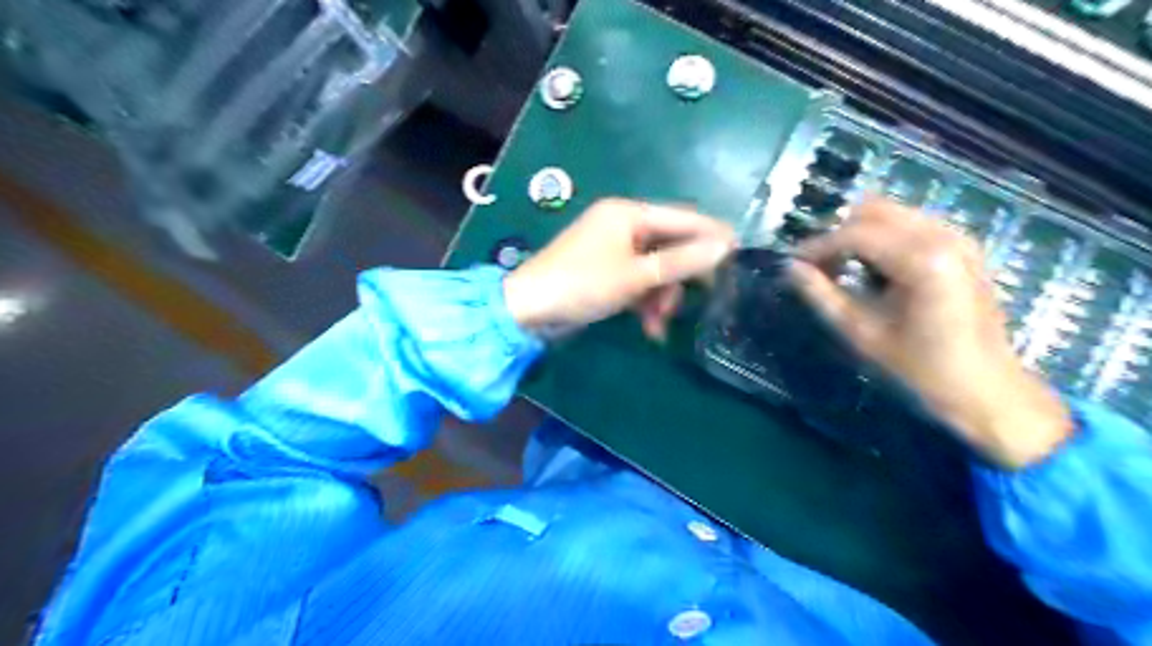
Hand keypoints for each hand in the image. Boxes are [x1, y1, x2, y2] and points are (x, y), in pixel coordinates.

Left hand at [504, 198, 736, 339]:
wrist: (528, 311)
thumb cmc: (582, 284)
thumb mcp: (636, 276)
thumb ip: (682, 262)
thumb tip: (725, 247)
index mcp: (628, 213)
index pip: (682, 217)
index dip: (712, 234)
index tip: (740, 254)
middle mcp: (622, 225)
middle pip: (670, 245)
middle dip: (680, 277)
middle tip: (701, 299)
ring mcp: (613, 249)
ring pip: (655, 269)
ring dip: (662, 297)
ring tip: (660, 323)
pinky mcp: (606, 272)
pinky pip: (638, 281)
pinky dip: (645, 302)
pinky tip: (650, 328)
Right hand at [794, 200, 1071, 465]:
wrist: (985, 388)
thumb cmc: (920, 367)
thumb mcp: (862, 333)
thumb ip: (821, 295)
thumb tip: (790, 268)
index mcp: (923, 260)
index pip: (855, 234)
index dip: (818, 246)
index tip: (793, 263)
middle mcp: (944, 236)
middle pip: (874, 211)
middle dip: (838, 233)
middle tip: (817, 265)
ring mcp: (958, 237)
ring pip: (892, 213)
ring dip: (859, 233)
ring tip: (840, 268)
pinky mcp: (963, 246)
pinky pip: (910, 224)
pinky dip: (883, 238)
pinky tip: (872, 270)